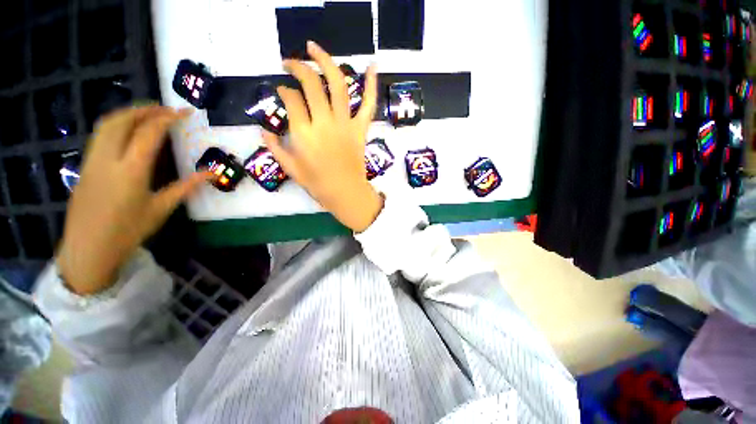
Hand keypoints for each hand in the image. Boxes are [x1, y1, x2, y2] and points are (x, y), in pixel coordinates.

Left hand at [57, 106, 207, 294]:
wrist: (88, 248)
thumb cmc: (128, 231)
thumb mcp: (161, 209)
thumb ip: (185, 187)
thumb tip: (210, 173)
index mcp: (131, 170)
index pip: (149, 133)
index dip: (168, 118)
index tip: (185, 112)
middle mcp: (108, 158)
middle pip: (122, 120)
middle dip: (146, 109)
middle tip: (167, 108)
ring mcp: (92, 160)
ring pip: (107, 124)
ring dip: (129, 113)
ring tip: (149, 114)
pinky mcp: (86, 164)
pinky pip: (100, 134)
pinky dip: (116, 124)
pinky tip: (129, 130)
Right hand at [263, 41, 383, 232]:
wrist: (346, 193)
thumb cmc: (318, 184)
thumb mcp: (290, 169)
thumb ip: (274, 147)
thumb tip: (264, 129)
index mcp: (304, 133)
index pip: (291, 99)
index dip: (284, 90)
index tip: (282, 90)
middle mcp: (324, 123)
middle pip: (311, 83)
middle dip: (298, 67)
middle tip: (291, 63)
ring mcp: (345, 124)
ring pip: (337, 85)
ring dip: (326, 61)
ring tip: (314, 48)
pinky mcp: (360, 129)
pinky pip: (368, 105)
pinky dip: (371, 85)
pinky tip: (371, 65)